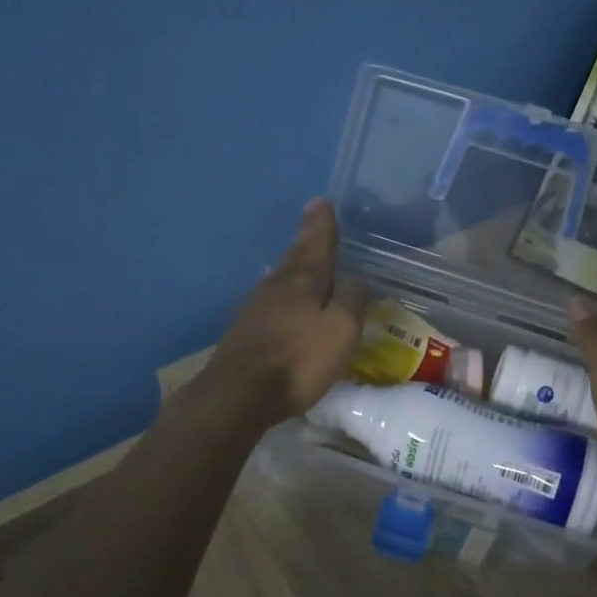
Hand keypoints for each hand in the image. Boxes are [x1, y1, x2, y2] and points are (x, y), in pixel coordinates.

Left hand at [196, 199, 367, 427]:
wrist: (238, 394)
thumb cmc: (298, 361)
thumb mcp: (340, 331)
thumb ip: (352, 301)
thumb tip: (357, 278)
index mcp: (303, 281)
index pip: (318, 244)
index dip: (322, 225)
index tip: (321, 202)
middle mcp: (278, 286)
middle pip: (296, 255)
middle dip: (307, 237)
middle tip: (313, 217)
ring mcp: (257, 307)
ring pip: (282, 275)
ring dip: (294, 262)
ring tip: (302, 253)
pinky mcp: (246, 329)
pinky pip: (271, 297)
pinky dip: (282, 288)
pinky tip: (280, 293)